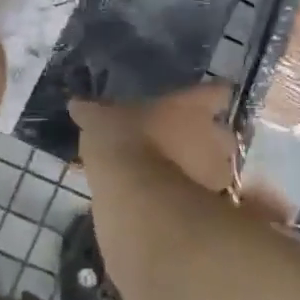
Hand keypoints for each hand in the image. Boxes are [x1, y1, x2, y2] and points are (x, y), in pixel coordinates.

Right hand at [71, 84, 295, 291]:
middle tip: (179, 143)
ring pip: (216, 168)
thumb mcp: (99, 121)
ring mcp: (218, 174)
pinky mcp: (213, 208)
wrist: (138, 198)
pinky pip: (204, 198)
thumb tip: (78, 104)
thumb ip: (93, 112)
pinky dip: (191, 199)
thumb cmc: (124, 142)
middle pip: (221, 133)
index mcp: (193, 106)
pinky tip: (168, 202)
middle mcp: (215, 136)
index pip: (215, 91)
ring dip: (200, 171)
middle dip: (205, 139)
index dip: (207, 96)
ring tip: (172, 177)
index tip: (199, 100)